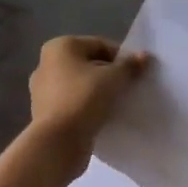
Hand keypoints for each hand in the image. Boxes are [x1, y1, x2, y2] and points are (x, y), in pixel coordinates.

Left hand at [28, 36, 147, 169]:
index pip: (99, 44)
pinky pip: (73, 103)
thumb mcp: (113, 78)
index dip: (122, 57)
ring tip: (119, 104)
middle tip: (130, 88)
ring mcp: (43, 90)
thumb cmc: (84, 99)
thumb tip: (143, 56)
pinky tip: (104, 117)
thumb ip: (129, 66)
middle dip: (110, 75)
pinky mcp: (46, 113)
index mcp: (60, 47)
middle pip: (88, 64)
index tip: (137, 73)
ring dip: (99, 92)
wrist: (58, 141)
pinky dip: (88, 107)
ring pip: (80, 85)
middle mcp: (46, 64)